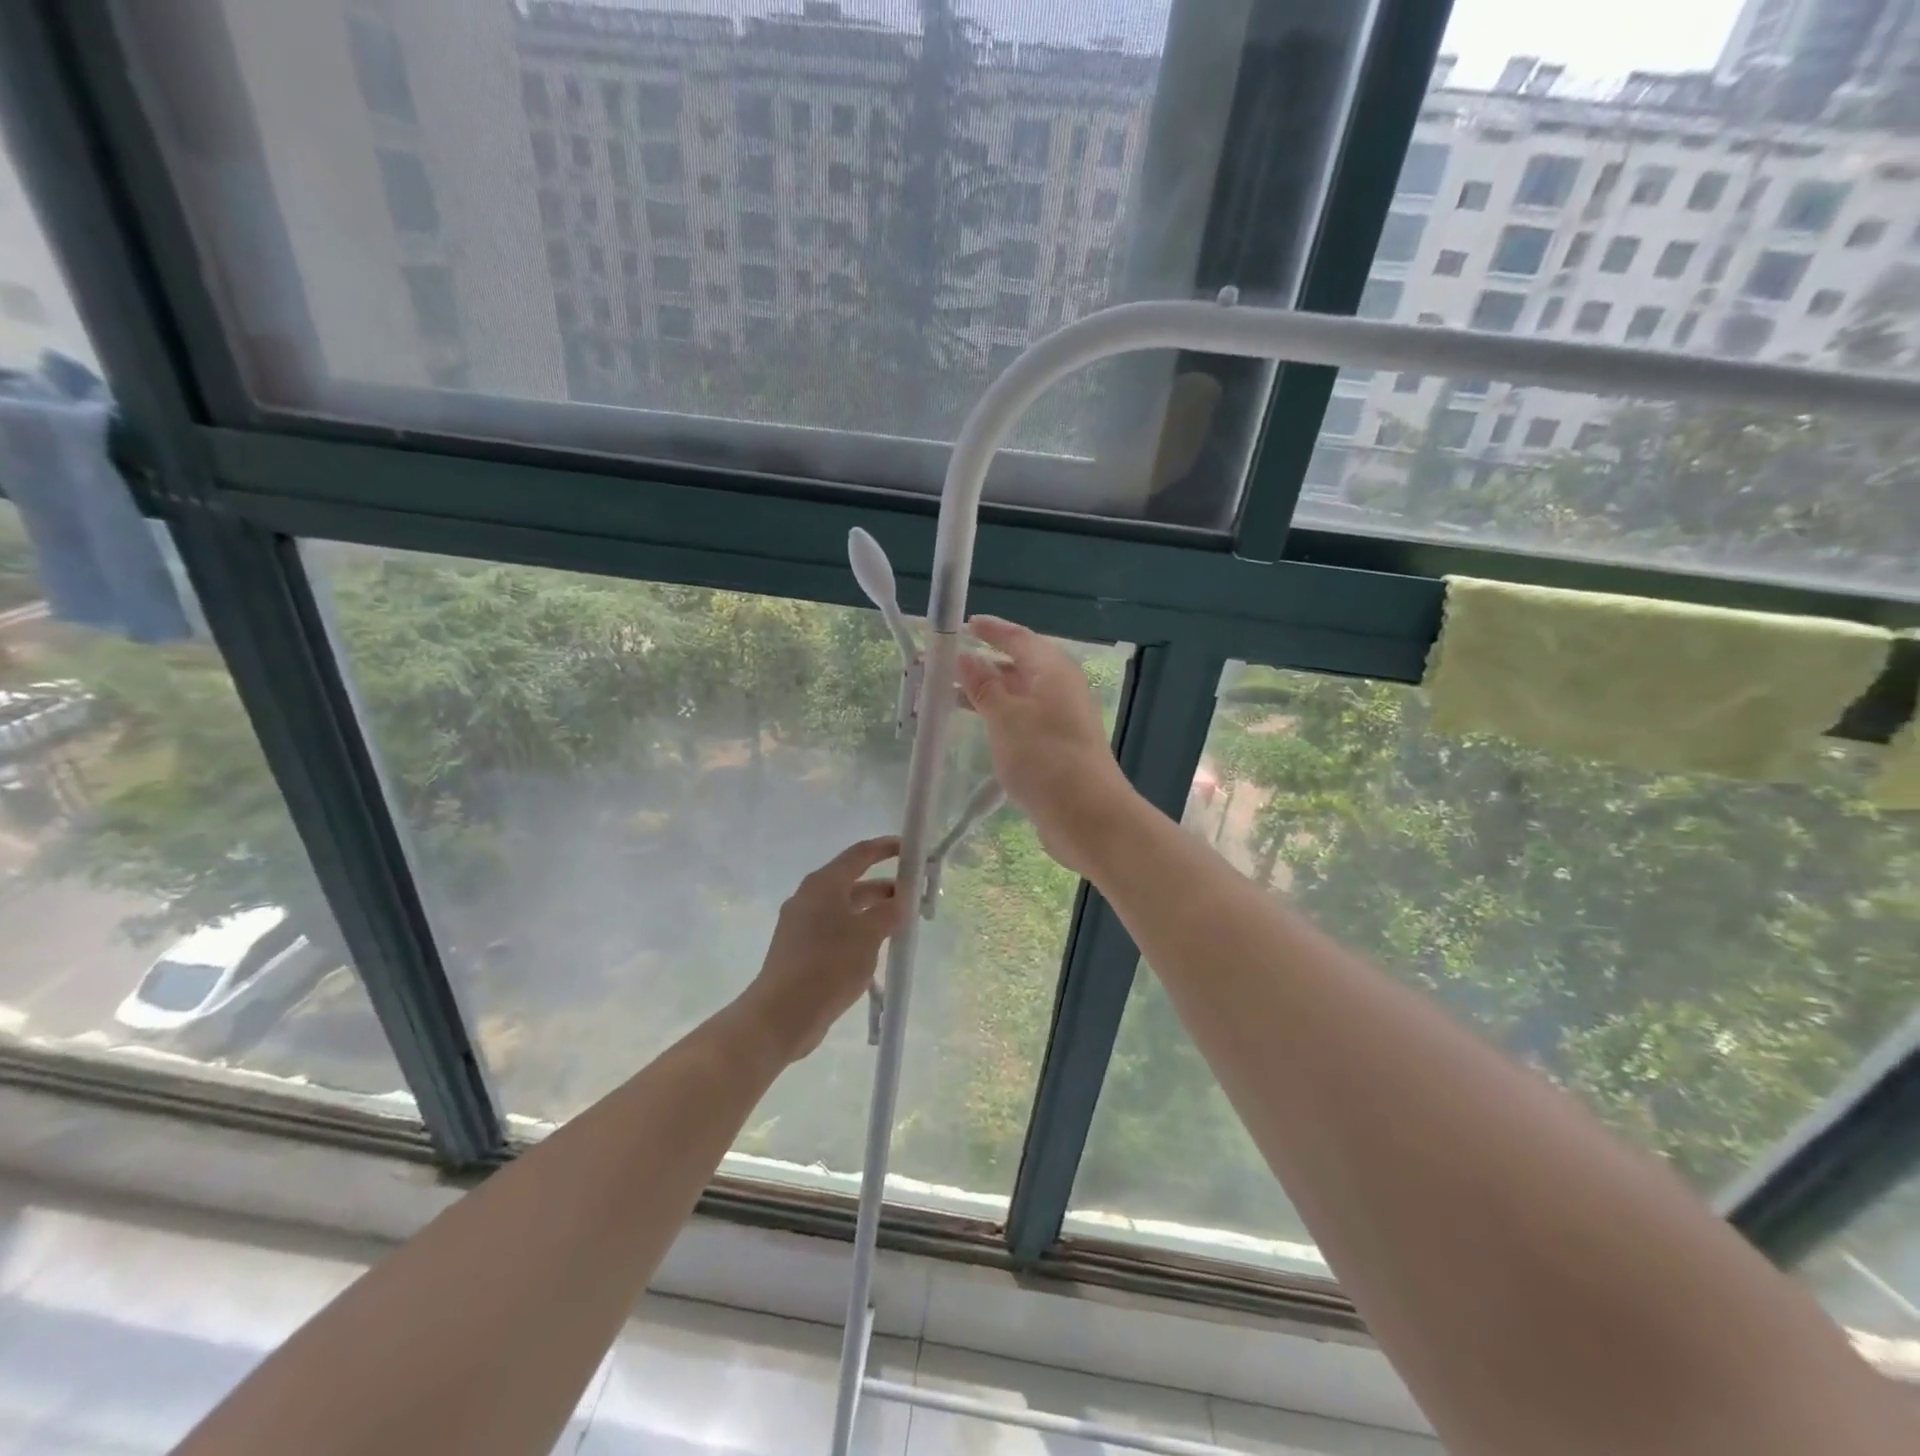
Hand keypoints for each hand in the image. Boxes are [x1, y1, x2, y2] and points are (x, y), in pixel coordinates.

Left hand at [734, 836, 902, 1063]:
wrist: (781, 1015)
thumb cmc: (828, 965)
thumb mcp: (868, 935)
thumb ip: (890, 911)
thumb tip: (903, 898)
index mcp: (823, 884)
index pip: (860, 854)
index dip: (886, 848)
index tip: (911, 849)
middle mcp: (810, 897)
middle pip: (854, 882)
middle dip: (886, 888)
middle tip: (916, 898)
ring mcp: (803, 925)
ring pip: (847, 909)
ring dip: (875, 913)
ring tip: (903, 926)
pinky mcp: (801, 950)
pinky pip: (837, 930)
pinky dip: (859, 931)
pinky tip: (877, 949)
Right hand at [955, 616, 1133, 876]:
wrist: (1087, 816)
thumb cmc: (1044, 758)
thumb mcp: (1005, 717)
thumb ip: (983, 686)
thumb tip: (966, 657)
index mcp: (1053, 671)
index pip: (1019, 638)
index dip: (992, 630)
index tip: (965, 625)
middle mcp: (1060, 689)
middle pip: (1018, 667)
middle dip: (982, 666)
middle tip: (944, 668)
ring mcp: (1061, 720)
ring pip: (1018, 696)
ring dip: (986, 695)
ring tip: (948, 699)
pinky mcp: (1058, 748)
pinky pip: (1022, 720)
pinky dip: (998, 718)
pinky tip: (978, 729)